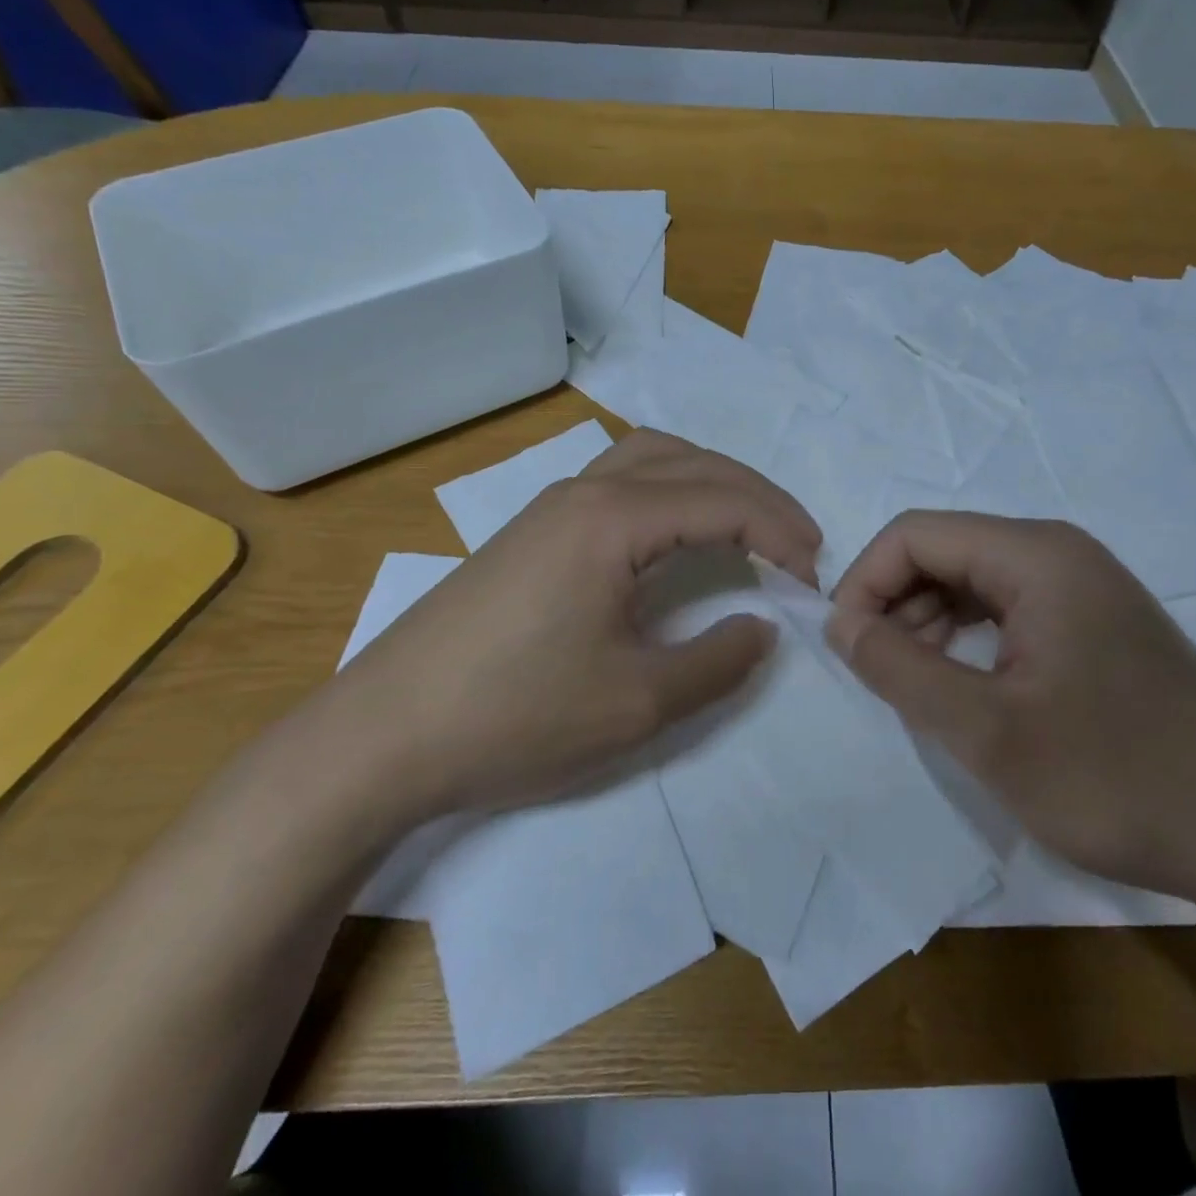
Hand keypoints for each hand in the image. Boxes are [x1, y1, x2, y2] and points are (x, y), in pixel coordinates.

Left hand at [317, 429, 820, 829]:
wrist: (380, 736)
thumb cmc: (513, 715)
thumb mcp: (636, 702)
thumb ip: (717, 660)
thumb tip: (763, 626)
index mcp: (613, 518)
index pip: (723, 501)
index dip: (781, 533)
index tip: (814, 578)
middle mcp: (584, 491)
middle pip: (694, 463)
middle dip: (758, 497)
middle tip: (799, 545)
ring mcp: (550, 506)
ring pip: (653, 459)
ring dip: (711, 482)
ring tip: (748, 525)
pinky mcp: (531, 532)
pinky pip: (620, 482)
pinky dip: (670, 491)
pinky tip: (673, 535)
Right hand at [827, 512, 1195, 907]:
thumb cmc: (1117, 780)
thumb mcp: (986, 731)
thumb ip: (899, 668)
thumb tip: (840, 623)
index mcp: (1037, 556)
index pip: (915, 534)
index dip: (864, 581)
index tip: (846, 647)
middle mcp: (1062, 554)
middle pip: (946, 551)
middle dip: (895, 604)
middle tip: (879, 676)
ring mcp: (1087, 588)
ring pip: (975, 582)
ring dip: (929, 624)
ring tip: (919, 689)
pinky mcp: (1100, 625)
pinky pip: (1010, 611)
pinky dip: (970, 639)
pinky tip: (968, 689)